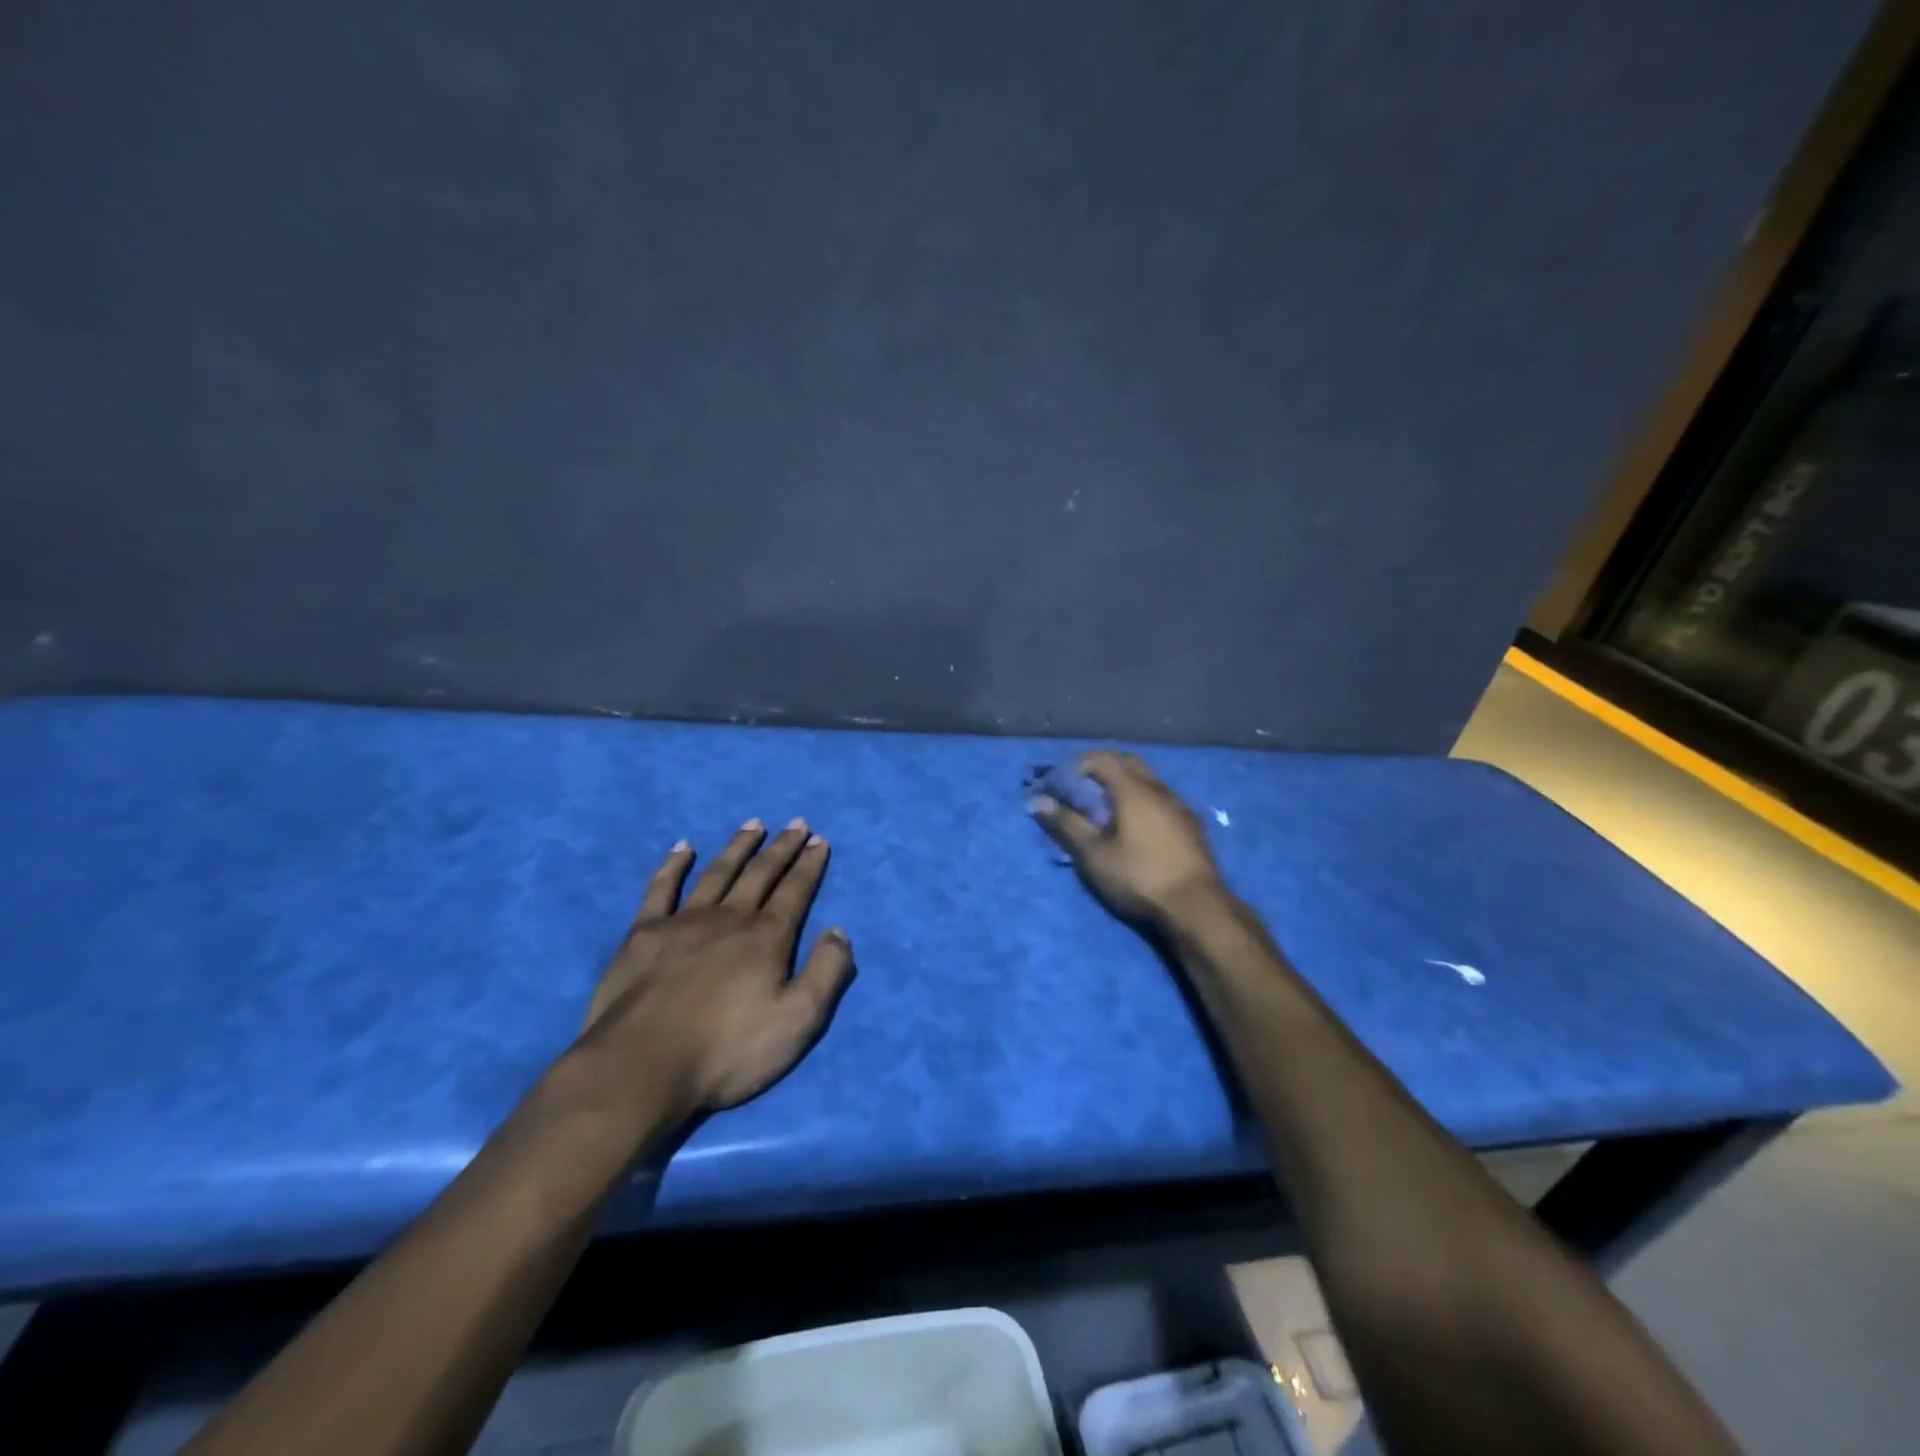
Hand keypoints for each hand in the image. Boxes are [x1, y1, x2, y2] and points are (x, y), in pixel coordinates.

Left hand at [577, 818, 854, 1124]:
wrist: (641, 1066)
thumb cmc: (726, 1050)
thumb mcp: (798, 1021)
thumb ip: (826, 973)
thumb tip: (838, 930)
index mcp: (767, 938)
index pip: (795, 891)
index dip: (810, 864)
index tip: (819, 840)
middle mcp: (729, 918)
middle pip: (761, 873)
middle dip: (782, 848)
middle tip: (796, 823)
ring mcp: (684, 921)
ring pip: (718, 872)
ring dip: (738, 846)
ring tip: (753, 824)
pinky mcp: (644, 934)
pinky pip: (662, 888)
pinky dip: (673, 865)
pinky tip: (682, 847)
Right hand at [1031, 752, 1224, 925]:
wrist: (1197, 907)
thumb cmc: (1139, 876)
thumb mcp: (1093, 854)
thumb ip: (1067, 824)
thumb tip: (1037, 800)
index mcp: (1133, 789)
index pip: (1101, 759)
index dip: (1076, 765)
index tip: (1060, 784)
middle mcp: (1159, 789)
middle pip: (1128, 763)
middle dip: (1102, 769)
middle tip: (1082, 790)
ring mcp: (1180, 806)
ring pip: (1148, 781)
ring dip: (1124, 785)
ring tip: (1107, 810)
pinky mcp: (1191, 826)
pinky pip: (1161, 799)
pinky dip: (1142, 801)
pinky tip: (1136, 827)